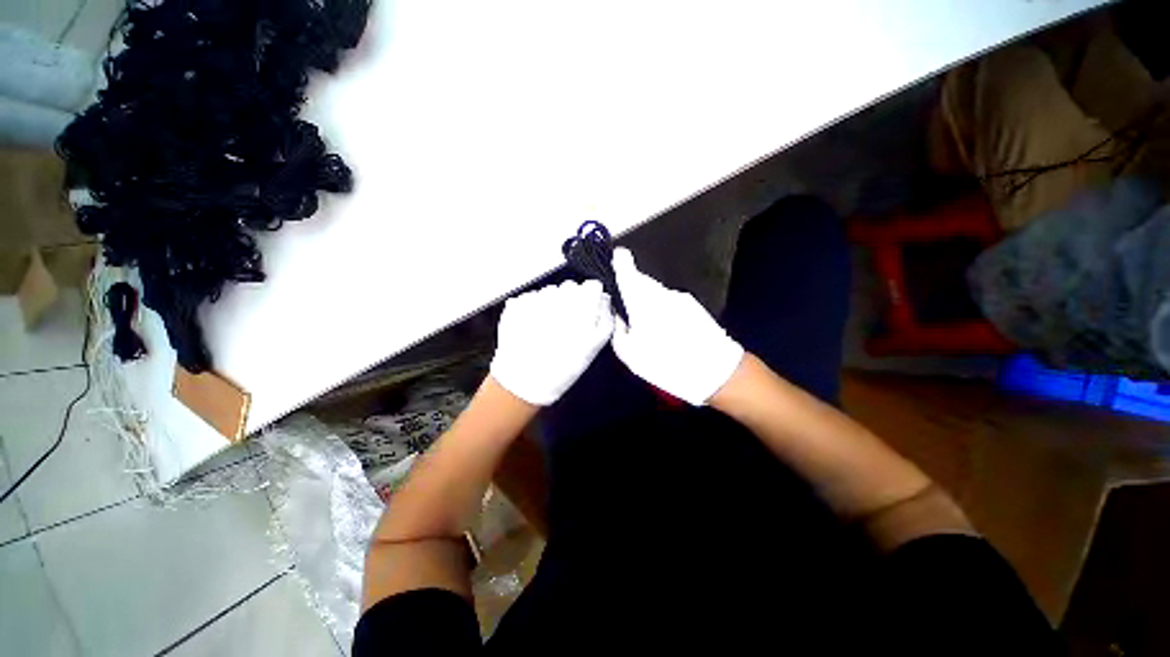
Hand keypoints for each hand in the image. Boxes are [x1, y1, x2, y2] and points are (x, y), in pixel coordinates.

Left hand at [489, 279, 614, 405]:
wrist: (526, 379)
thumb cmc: (563, 366)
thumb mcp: (595, 346)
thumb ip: (605, 318)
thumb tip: (604, 300)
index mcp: (581, 307)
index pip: (592, 286)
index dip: (591, 297)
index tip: (588, 308)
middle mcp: (559, 298)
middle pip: (571, 286)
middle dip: (571, 300)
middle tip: (567, 323)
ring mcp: (536, 299)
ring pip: (551, 291)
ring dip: (552, 304)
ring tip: (549, 328)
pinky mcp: (518, 303)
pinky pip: (531, 297)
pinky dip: (534, 308)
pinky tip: (535, 327)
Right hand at [611, 248, 743, 404]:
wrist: (716, 370)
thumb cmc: (666, 363)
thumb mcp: (630, 354)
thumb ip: (618, 330)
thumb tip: (619, 315)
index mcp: (643, 303)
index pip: (629, 274)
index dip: (621, 263)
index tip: (617, 255)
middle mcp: (662, 294)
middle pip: (642, 282)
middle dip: (632, 287)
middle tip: (626, 305)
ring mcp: (680, 298)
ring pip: (656, 292)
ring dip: (647, 300)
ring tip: (646, 324)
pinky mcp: (693, 306)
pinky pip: (670, 301)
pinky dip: (662, 308)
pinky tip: (665, 328)